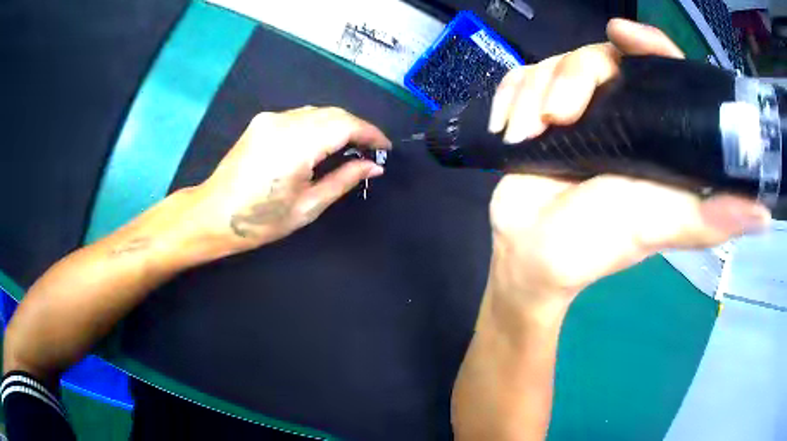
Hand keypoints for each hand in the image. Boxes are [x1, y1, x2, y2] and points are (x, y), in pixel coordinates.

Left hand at [191, 106, 390, 255]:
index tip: (386, 147)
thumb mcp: (308, 206)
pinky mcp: (262, 122)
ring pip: (317, 111)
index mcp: (296, 144)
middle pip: (333, 113)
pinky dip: (319, 125)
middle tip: (370, 150)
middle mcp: (284, 122)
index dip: (370, 133)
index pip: (345, 125)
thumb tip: (375, 166)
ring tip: (350, 148)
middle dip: (357, 128)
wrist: (213, 214)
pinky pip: (300, 116)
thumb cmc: (260, 220)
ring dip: (338, 125)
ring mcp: (270, 119)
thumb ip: (344, 180)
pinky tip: (322, 143)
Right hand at [486, 19, 770, 308]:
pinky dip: (510, 96)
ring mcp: (574, 110)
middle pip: (597, 56)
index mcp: (651, 133)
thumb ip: (710, 219)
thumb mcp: (658, 229)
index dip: (649, 45)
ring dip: (534, 95)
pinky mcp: (535, 113)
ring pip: (553, 64)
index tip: (623, 34)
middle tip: (558, 119)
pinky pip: (521, 78)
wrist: (529, 256)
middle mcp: (617, 113)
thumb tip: (764, 214)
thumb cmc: (595, 245)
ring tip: (526, 135)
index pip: (661, 69)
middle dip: (573, 78)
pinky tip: (509, 127)